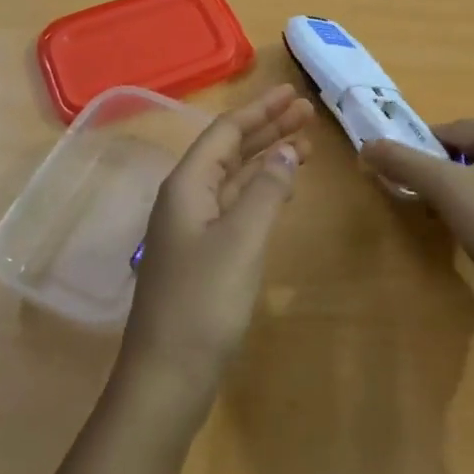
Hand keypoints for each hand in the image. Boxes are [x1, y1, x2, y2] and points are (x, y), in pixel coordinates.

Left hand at [118, 84, 314, 418]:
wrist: (166, 378)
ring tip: (305, 145)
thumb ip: (267, 190)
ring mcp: (193, 228)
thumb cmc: (203, 302)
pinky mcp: (203, 255)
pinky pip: (236, 205)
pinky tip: (281, 188)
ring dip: (267, 158)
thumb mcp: (241, 239)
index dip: (262, 109)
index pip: (227, 131)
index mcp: (187, 184)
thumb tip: (287, 150)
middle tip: (307, 113)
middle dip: (268, 128)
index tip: (294, 94)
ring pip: (235, 178)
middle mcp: (186, 198)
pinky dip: (261, 190)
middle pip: (231, 149)